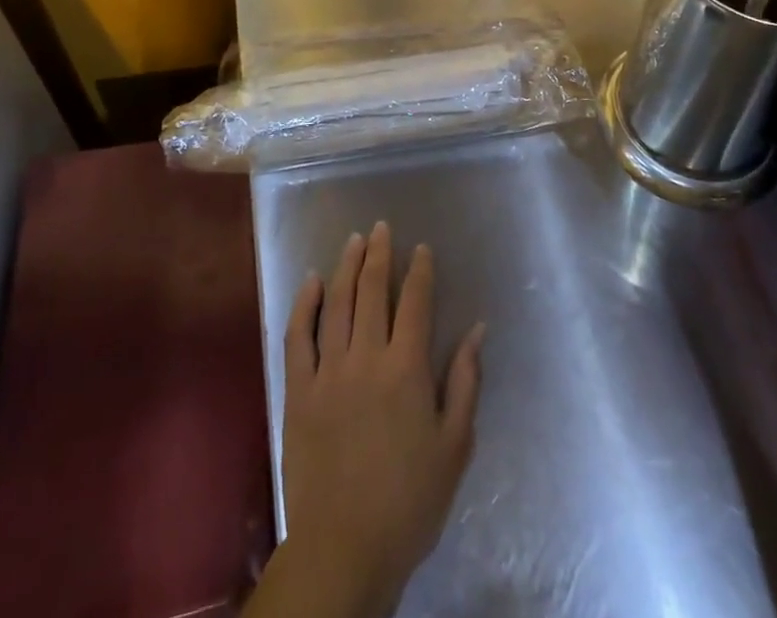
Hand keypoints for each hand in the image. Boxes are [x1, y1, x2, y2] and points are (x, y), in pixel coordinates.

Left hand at [264, 222, 483, 617]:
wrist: (345, 549)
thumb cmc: (410, 501)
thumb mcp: (454, 446)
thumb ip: (465, 381)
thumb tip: (478, 329)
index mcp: (407, 369)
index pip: (415, 302)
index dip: (419, 270)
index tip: (421, 249)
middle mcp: (366, 358)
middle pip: (373, 291)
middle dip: (380, 254)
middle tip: (383, 227)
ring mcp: (328, 371)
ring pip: (337, 303)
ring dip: (346, 267)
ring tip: (355, 240)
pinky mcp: (298, 391)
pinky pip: (298, 336)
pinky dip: (305, 304)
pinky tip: (311, 282)